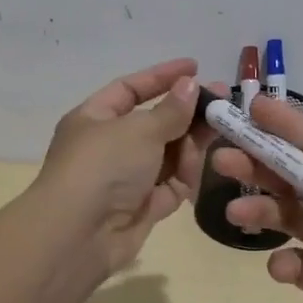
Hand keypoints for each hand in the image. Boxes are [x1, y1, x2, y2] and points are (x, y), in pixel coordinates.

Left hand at [35, 58, 210, 273]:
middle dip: (186, 114)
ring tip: (219, 133)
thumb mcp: (139, 129)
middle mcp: (109, 146)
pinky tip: (205, 165)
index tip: (195, 67)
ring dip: (190, 144)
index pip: (131, 89)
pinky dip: (186, 175)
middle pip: (155, 123)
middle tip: (222, 104)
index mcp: (95, 118)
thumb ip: (171, 110)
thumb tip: (190, 85)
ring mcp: (126, 178)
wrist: (79, 235)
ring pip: (167, 154)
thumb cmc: (103, 167)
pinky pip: (171, 184)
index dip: (162, 76)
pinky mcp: (143, 206)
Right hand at [214, 99, 302, 302]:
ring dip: (262, 209)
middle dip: (263, 164)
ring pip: (293, 220)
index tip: (256, 108)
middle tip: (222, 154)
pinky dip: (284, 264)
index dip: (296, 129)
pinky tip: (281, 266)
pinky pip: (302, 271)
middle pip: (301, 181)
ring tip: (236, 209)